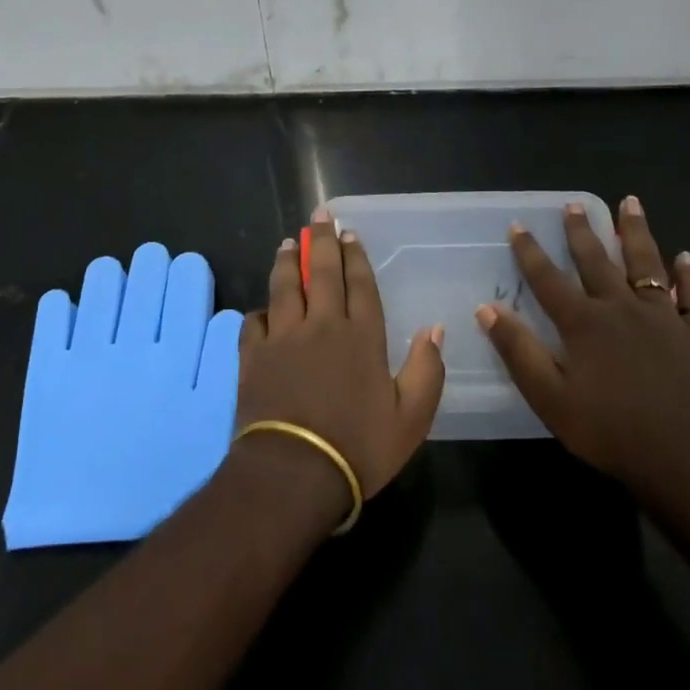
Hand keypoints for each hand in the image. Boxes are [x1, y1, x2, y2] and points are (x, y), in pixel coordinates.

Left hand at [235, 211, 446, 506]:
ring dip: (288, 261)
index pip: (360, 284)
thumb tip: (436, 329)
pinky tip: (262, 309)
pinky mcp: (253, 356)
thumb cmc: (358, 447)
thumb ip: (427, 370)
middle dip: (323, 241)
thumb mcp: (411, 418)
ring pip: (285, 287)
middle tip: (319, 215)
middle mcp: (322, 325)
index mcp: (362, 336)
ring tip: (289, 242)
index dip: (355, 256)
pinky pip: (253, 322)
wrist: (294, 474)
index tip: (350, 232)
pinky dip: (259, 312)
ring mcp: (284, 338)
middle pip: (323, 273)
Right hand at [475, 197, 689, 507]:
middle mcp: (621, 307)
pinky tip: (686, 257)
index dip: (529, 251)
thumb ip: (518, 351)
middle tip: (573, 205)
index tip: (517, 225)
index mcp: (584, 322)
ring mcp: (662, 317)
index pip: (548, 278)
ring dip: (636, 232)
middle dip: (582, 231)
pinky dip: (688, 275)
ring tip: (631, 202)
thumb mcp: (549, 397)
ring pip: (646, 263)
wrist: (685, 461)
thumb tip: (486, 309)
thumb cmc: (609, 431)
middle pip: (597, 260)